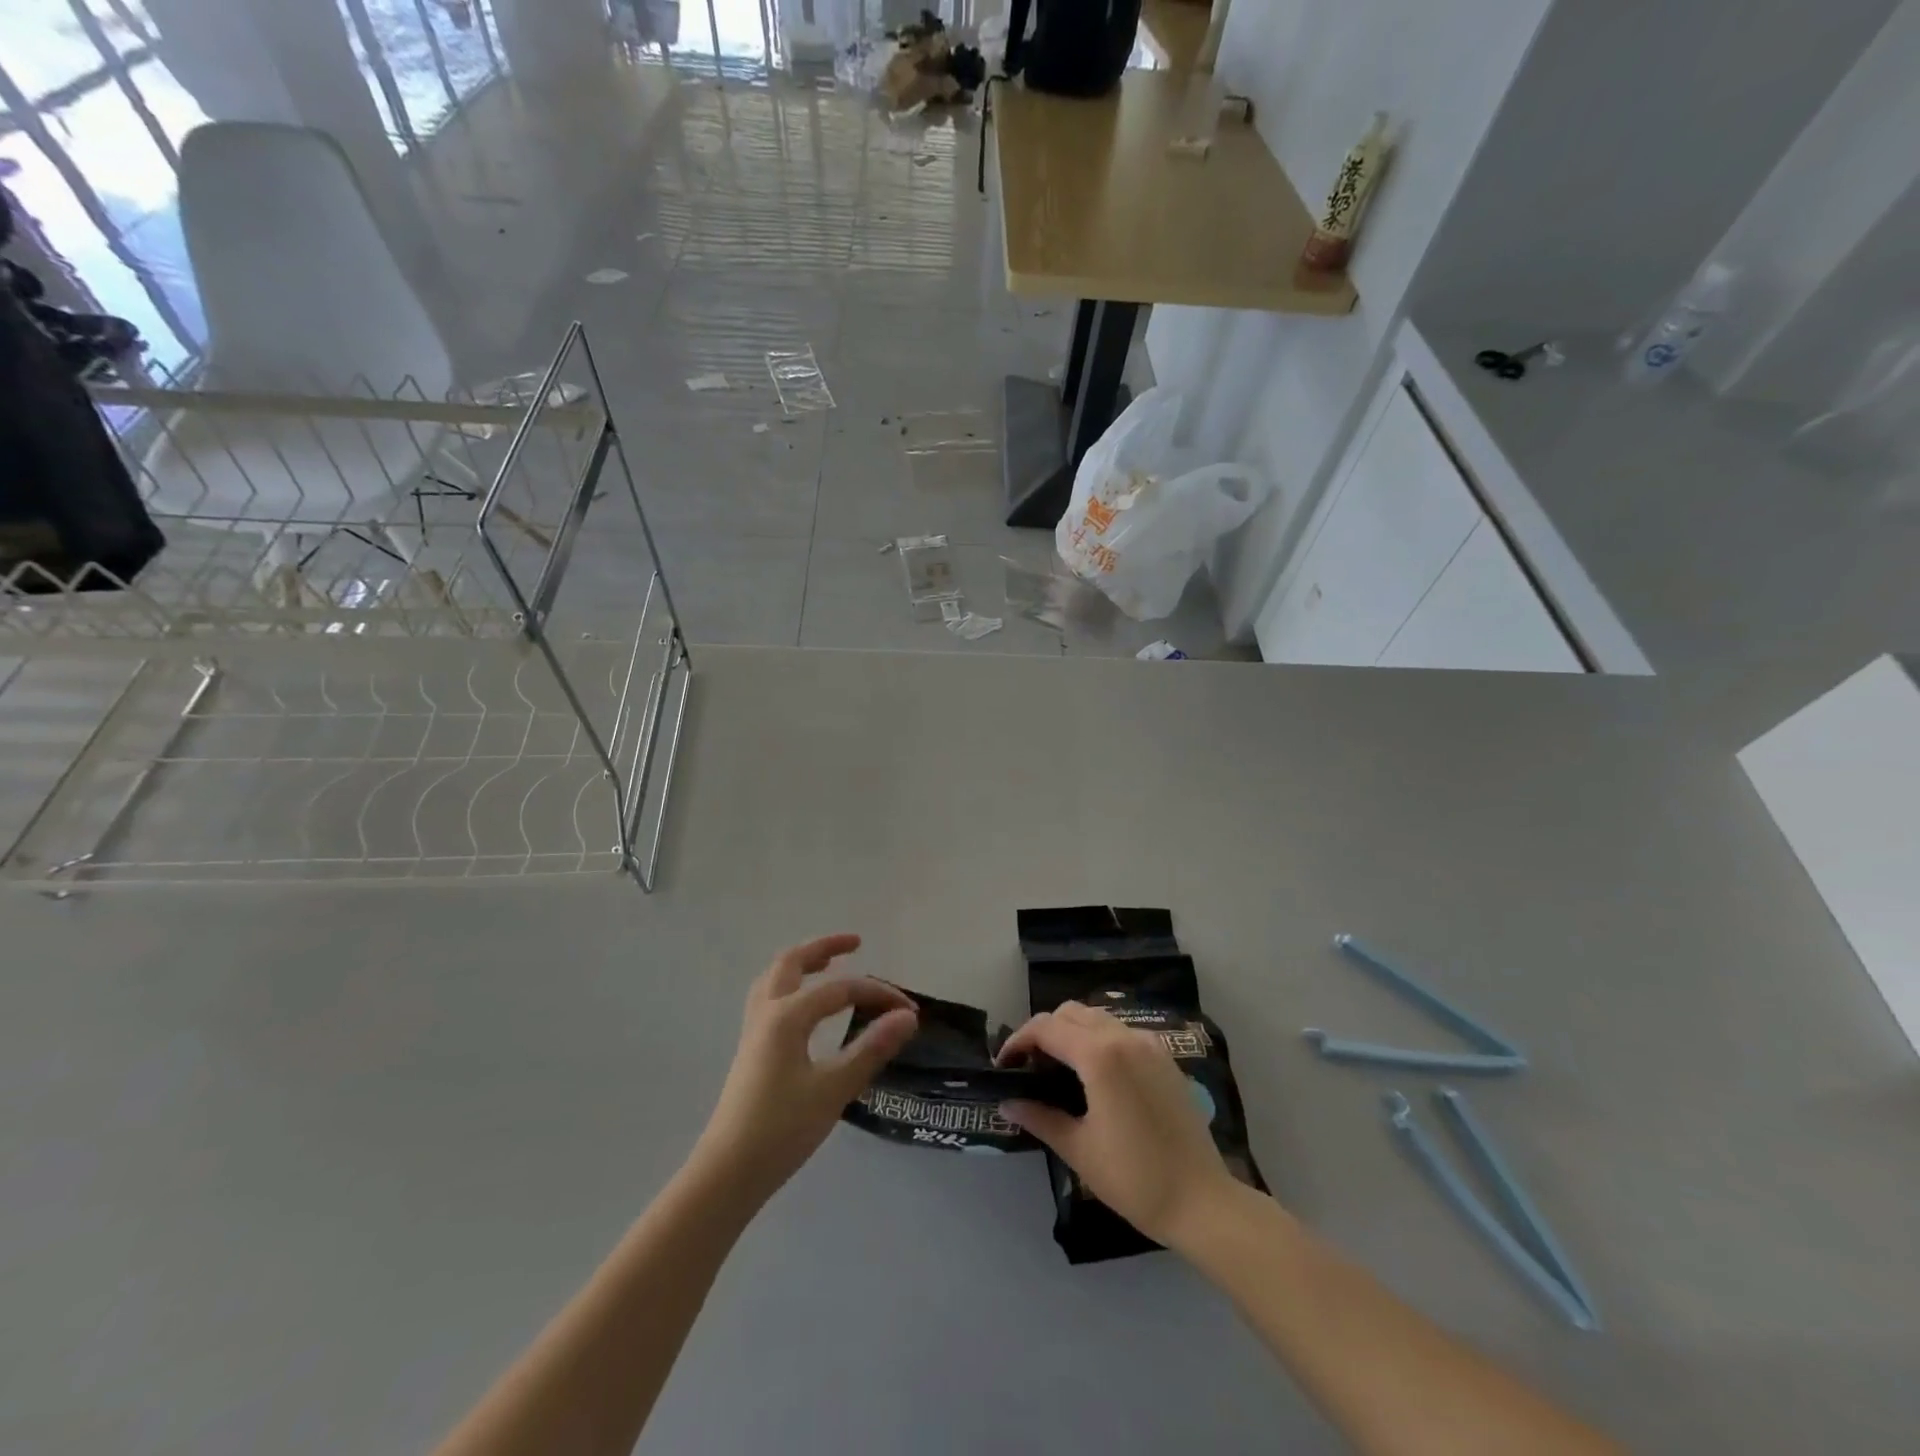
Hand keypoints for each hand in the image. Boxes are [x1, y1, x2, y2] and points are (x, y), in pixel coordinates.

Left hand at [691, 935, 917, 1210]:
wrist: (727, 1174)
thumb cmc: (782, 1130)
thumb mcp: (834, 1089)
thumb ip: (871, 1048)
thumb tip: (907, 1017)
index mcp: (787, 1015)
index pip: (842, 989)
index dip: (878, 994)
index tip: (909, 1010)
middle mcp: (767, 1012)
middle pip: (792, 962)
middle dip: (824, 947)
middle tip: (856, 944)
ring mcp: (753, 1031)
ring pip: (775, 978)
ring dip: (803, 963)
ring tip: (829, 963)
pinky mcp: (751, 1050)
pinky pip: (770, 998)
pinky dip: (792, 986)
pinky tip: (806, 1007)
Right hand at [996, 1002, 1238, 1249]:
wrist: (1203, 1201)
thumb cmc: (1135, 1178)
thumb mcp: (1079, 1149)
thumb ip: (1040, 1117)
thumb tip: (1008, 1103)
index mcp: (1099, 1055)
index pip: (1046, 1028)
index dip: (1018, 1041)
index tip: (1003, 1066)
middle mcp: (1124, 1037)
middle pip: (1070, 1013)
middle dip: (1043, 1032)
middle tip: (1029, 1067)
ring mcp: (1149, 1044)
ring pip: (1097, 1018)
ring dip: (1071, 1032)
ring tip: (1057, 1068)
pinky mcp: (1164, 1057)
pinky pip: (1121, 1032)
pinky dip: (1098, 1039)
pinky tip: (1094, 1075)